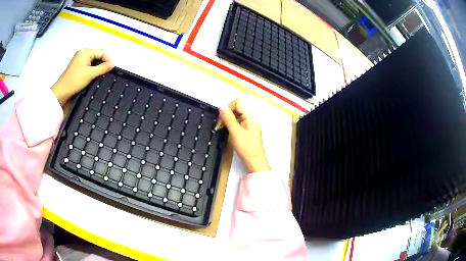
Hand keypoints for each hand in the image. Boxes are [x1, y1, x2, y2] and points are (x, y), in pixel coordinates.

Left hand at [51, 49, 113, 105]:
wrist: (61, 92)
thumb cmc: (75, 81)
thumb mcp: (91, 74)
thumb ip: (103, 68)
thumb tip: (113, 64)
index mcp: (85, 52)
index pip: (101, 52)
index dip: (108, 59)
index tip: (112, 68)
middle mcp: (82, 53)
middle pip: (97, 55)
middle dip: (103, 63)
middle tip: (107, 72)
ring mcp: (78, 59)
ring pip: (93, 60)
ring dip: (98, 66)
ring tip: (101, 75)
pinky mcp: (76, 66)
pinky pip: (88, 64)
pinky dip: (92, 69)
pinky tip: (93, 76)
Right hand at [218, 98, 270, 172]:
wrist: (255, 163)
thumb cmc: (246, 148)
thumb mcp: (235, 132)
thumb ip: (228, 118)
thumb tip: (221, 106)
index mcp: (251, 117)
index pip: (238, 104)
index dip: (228, 108)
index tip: (220, 117)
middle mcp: (251, 119)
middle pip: (237, 109)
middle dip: (226, 114)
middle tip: (219, 125)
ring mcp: (249, 125)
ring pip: (236, 117)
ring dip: (227, 120)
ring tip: (220, 128)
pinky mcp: (247, 131)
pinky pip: (237, 123)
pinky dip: (230, 125)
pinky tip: (225, 130)